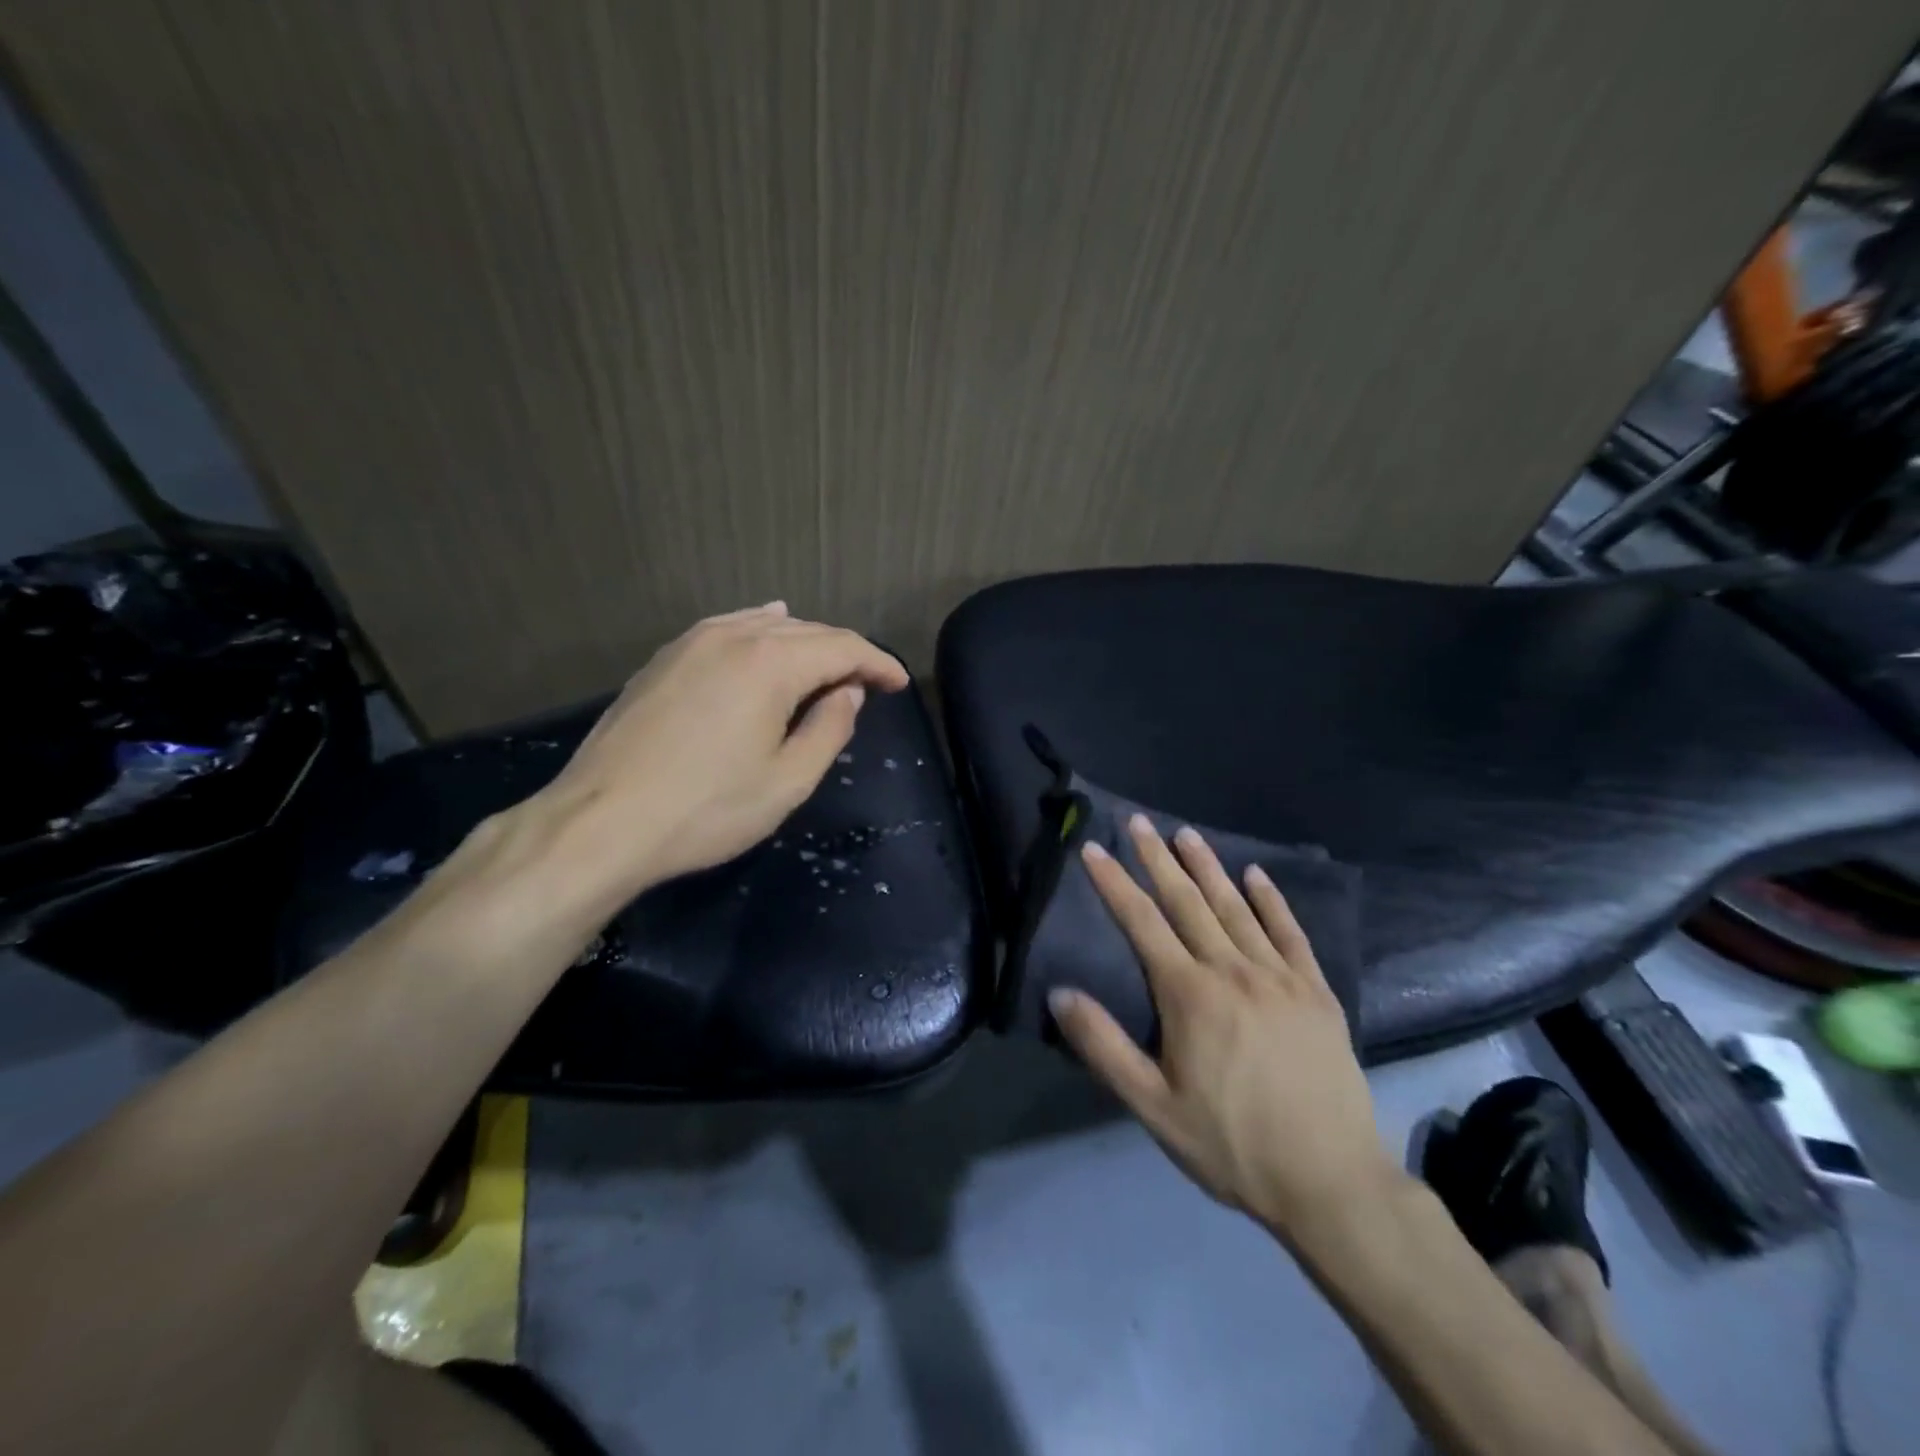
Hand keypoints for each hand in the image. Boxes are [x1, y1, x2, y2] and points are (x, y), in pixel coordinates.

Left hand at [536, 602, 908, 894]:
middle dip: (846, 653)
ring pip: (766, 626)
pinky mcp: (664, 659)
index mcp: (770, 662)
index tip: (900, 684)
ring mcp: (692, 643)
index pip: (843, 648)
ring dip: (805, 643)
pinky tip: (767, 629)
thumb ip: (829, 729)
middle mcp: (733, 636)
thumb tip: (848, 693)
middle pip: (807, 631)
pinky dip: (760, 630)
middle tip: (870, 683)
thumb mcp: (787, 781)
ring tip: (828, 666)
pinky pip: (728, 629)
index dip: (878, 664)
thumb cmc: (706, 810)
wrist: (600, 823)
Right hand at [1049, 815, 1401, 1235]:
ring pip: (1236, 908)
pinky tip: (1258, 875)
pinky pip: (1290, 933)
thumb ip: (1103, 1045)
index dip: (1114, 883)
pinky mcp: (1316, 992)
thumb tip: (1059, 991)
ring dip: (1208, 867)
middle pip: (1188, 902)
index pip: (1142, 923)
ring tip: (1187, 833)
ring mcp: (1279, 977)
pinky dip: (1272, 901)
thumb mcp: (1153, 1106)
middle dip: (1158, 859)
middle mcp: (1232, 970)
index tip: (1093, 848)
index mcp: (1189, 995)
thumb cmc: (1231, 1145)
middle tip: (1139, 822)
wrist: (1331, 1183)